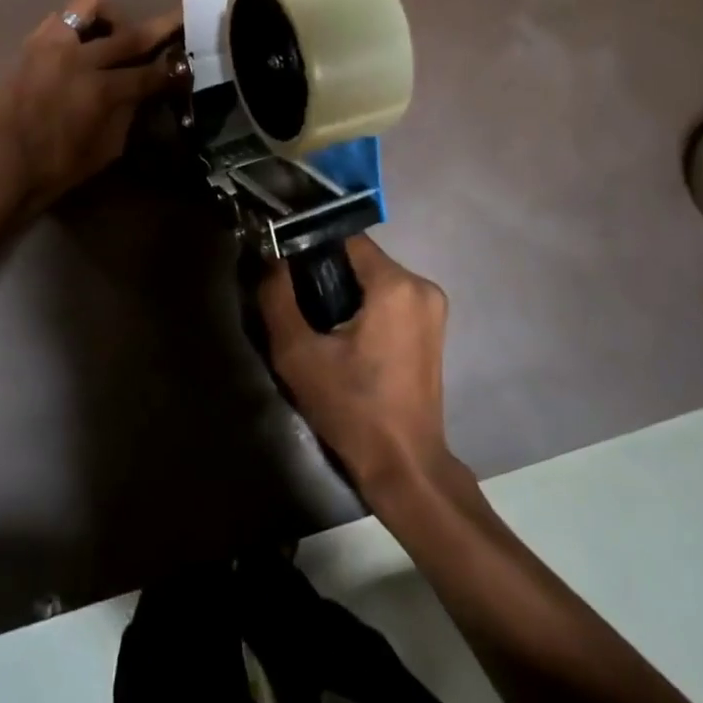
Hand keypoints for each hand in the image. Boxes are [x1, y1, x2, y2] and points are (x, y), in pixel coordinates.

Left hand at [0, 0, 184, 215]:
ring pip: (90, 6)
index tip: (188, 62)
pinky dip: (77, 26)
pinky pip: (60, 18)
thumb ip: (129, 111)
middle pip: (130, 34)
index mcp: (101, 91)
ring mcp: (51, 46)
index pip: (150, 72)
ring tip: (113, 37)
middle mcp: (78, 59)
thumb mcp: (108, 148)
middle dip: (161, 26)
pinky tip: (80, 46)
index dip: (172, 69)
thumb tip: (144, 88)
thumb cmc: (59, 167)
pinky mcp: (30, 44)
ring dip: (111, 19)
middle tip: (178, 18)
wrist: (2, 166)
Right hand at [259, 236, 455, 497]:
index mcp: (395, 284)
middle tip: (295, 297)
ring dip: (344, 288)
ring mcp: (432, 306)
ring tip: (316, 319)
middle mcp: (421, 285)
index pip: (344, 237)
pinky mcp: (432, 326)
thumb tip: (270, 256)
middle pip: (360, 257)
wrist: (404, 465)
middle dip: (325, 270)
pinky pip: (389, 296)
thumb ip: (277, 296)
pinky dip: (364, 304)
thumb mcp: (297, 353)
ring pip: (374, 277)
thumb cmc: (350, 408)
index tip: (283, 261)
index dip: (309, 243)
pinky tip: (343, 333)